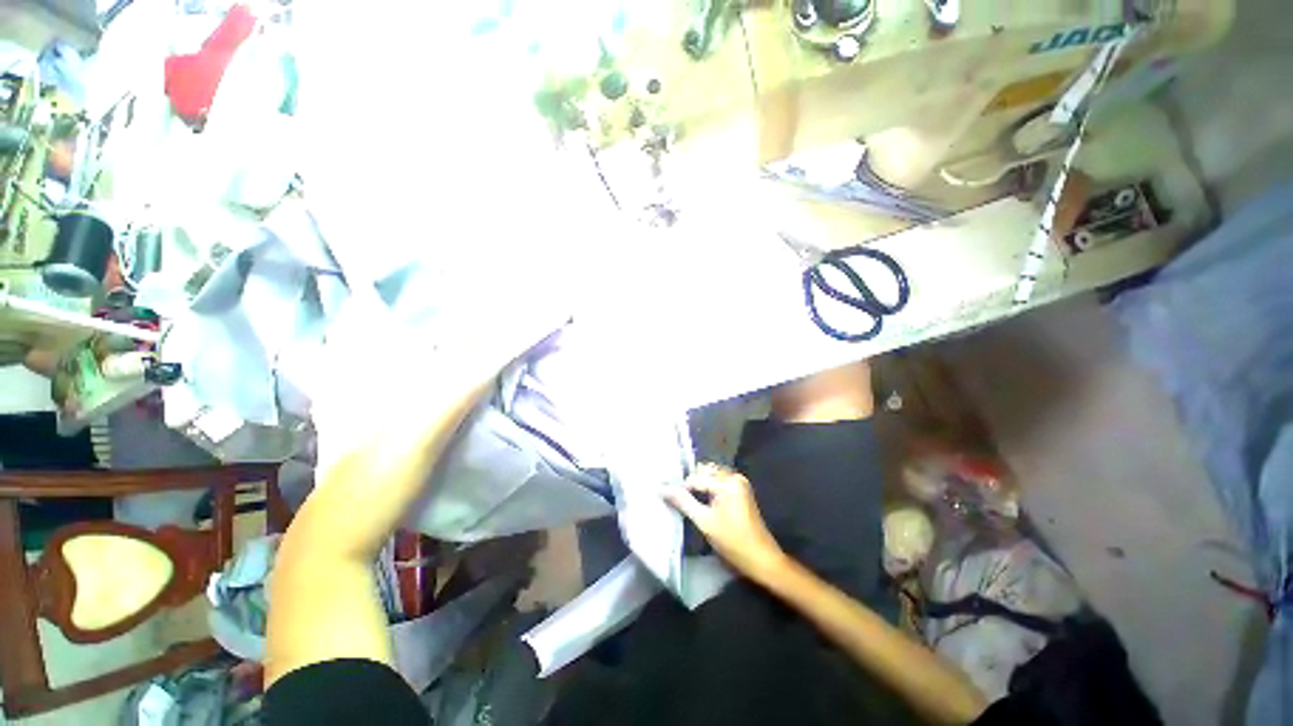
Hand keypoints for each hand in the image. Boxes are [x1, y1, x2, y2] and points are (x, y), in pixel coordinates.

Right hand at [664, 464, 787, 581]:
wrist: (762, 559)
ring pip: (711, 475)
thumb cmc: (733, 542)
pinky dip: (708, 488)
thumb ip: (683, 502)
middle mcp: (734, 476)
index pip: (696, 478)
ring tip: (684, 498)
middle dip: (690, 482)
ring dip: (698, 484)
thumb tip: (662, 488)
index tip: (666, 496)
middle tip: (674, 496)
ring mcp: (739, 483)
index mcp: (727, 481)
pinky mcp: (740, 491)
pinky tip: (699, 500)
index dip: (680, 487)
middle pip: (704, 471)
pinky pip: (719, 482)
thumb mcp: (704, 522)